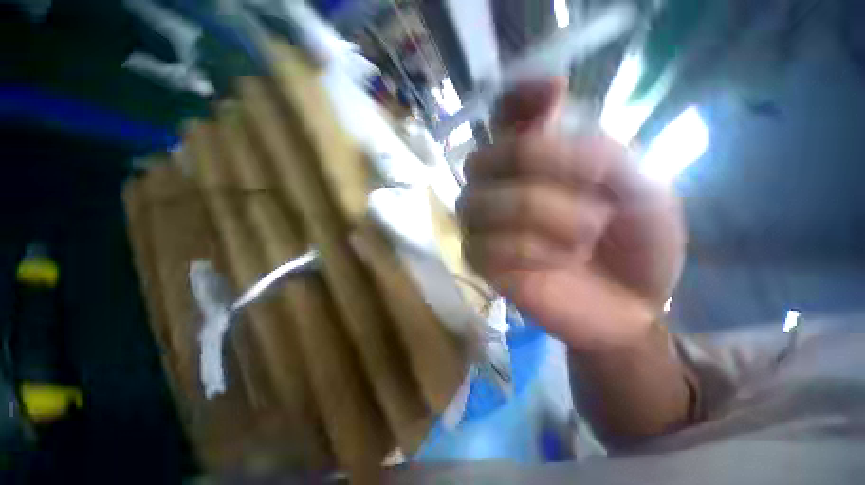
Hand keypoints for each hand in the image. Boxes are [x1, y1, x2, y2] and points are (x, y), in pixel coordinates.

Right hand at [458, 79, 685, 352]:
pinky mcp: (479, 262)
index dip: (516, 99)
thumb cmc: (638, 242)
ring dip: (536, 213)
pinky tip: (556, 261)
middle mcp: (498, 188)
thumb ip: (595, 150)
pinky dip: (525, 250)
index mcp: (535, 163)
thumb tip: (548, 117)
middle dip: (535, 166)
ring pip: (476, 204)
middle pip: (481, 160)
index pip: (503, 117)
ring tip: (584, 237)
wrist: (630, 303)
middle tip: (594, 187)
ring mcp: (483, 227)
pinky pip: (480, 246)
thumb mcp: (639, 187)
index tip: (555, 93)